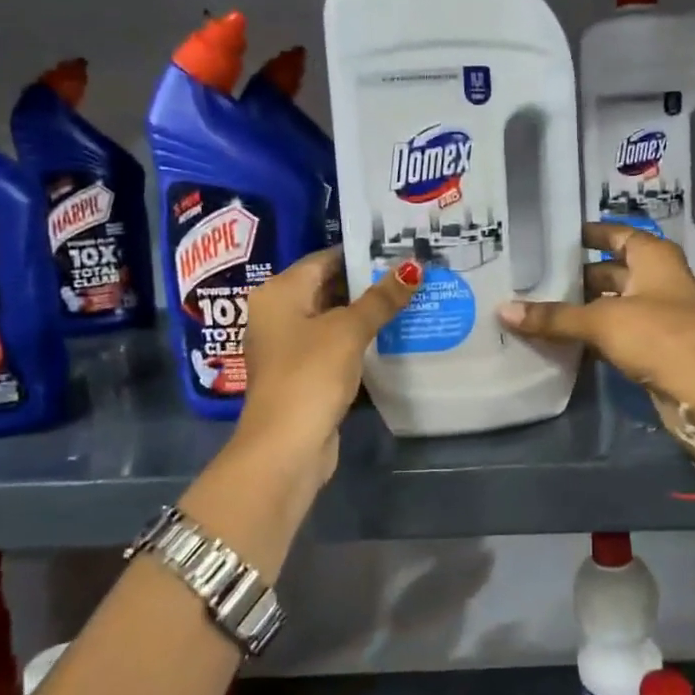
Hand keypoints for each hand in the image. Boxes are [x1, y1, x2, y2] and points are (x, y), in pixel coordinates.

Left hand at [234, 247, 419, 490]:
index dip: (363, 252)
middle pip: (330, 287)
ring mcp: (291, 346)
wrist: (286, 447)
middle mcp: (279, 313)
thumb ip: (381, 298)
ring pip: (336, 318)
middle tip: (415, 271)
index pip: (325, 258)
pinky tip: (396, 335)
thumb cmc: (310, 375)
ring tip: (414, 297)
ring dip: (369, 313)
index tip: (401, 246)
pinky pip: (337, 345)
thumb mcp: (349, 331)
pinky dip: (362, 340)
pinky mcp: (305, 373)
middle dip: (370, 283)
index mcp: (279, 293)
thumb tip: (414, 267)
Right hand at [498, 223, 694, 423]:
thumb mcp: (601, 321)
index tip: (555, 237)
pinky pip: (615, 330)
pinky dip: (592, 332)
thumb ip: (554, 317)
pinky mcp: (653, 345)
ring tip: (538, 305)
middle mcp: (657, 279)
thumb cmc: (658, 337)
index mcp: (653, 258)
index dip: (590, 233)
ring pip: (612, 303)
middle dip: (577, 275)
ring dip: (582, 307)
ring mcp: (657, 313)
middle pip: (611, 270)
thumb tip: (503, 310)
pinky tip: (561, 338)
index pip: (617, 234)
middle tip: (535, 276)